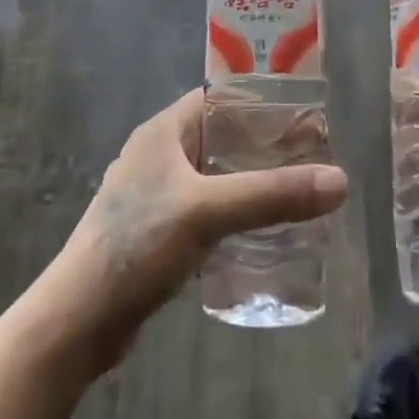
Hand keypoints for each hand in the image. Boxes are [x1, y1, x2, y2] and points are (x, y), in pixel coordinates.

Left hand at [38, 90, 347, 376]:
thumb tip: (340, 180)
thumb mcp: (208, 212)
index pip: (218, 98)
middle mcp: (158, 155)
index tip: (303, 116)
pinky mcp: (156, 233)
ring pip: (214, 177)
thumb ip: (271, 195)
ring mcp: (155, 195)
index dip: (259, 102)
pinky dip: (233, 214)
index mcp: (163, 131)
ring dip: (249, 182)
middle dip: (262, 146)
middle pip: (220, 138)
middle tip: (310, 159)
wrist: (78, 320)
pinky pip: (206, 211)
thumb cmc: (137, 246)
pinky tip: (262, 233)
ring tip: (295, 194)